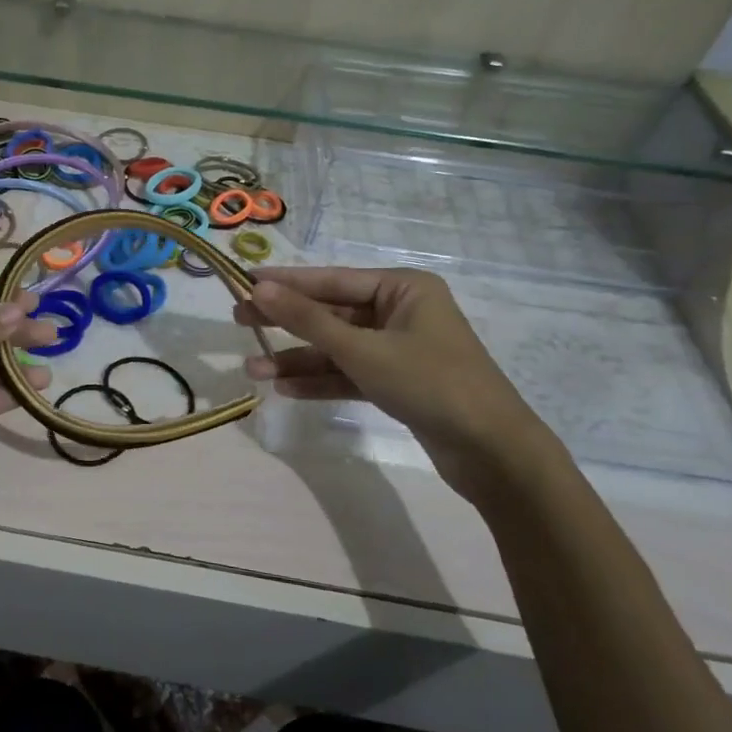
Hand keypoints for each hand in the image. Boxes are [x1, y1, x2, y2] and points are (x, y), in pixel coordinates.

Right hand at [234, 266, 562, 499]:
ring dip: (298, 360)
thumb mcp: (362, 350)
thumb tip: (259, 289)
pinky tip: (285, 390)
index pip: (331, 279)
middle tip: (239, 322)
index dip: (286, 283)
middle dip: (286, 323)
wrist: (492, 451)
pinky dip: (321, 381)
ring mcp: (399, 349)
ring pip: (337, 348)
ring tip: (252, 370)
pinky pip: (350, 373)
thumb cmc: (430, 384)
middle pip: (331, 313)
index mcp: (403, 288)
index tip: (243, 283)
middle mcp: (401, 312)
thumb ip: (308, 320)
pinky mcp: (398, 382)